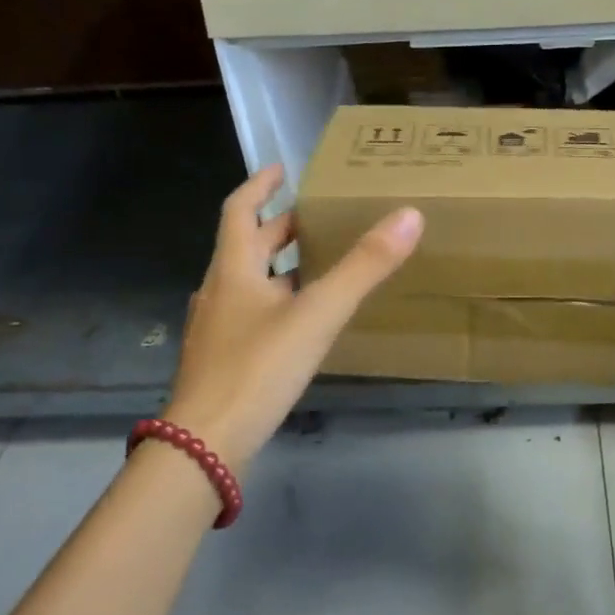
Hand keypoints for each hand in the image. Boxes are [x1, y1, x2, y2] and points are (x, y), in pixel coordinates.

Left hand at [161, 166, 422, 474]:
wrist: (205, 445)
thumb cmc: (258, 368)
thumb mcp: (318, 313)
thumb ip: (364, 267)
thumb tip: (409, 215)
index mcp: (233, 269)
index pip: (240, 210)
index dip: (260, 186)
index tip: (282, 169)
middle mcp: (218, 291)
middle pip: (247, 246)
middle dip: (280, 228)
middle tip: (318, 218)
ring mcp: (215, 329)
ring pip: (248, 283)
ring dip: (279, 267)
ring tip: (318, 265)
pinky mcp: (220, 360)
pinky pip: (250, 315)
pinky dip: (275, 303)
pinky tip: (299, 322)